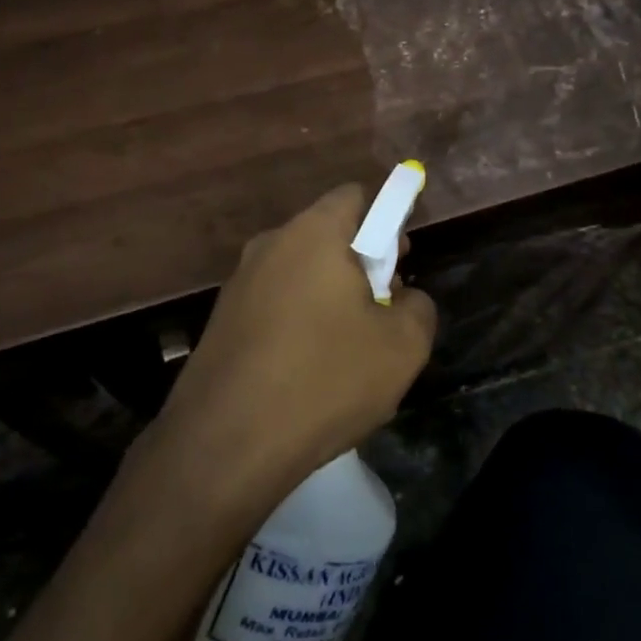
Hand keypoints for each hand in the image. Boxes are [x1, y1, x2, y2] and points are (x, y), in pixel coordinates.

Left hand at [144, 184, 437, 511]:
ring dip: (329, 298)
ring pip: (300, 273)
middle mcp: (270, 244)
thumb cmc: (324, 379)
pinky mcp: (221, 320)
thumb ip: (419, 306)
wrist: (225, 443)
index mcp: (314, 233)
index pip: (355, 196)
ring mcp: (239, 282)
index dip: (386, 221)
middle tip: (380, 314)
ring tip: (346, 352)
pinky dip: (297, 323)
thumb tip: (404, 298)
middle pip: (327, 235)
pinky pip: (274, 305)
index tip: (398, 266)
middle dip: (360, 265)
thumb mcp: (402, 346)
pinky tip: (306, 373)